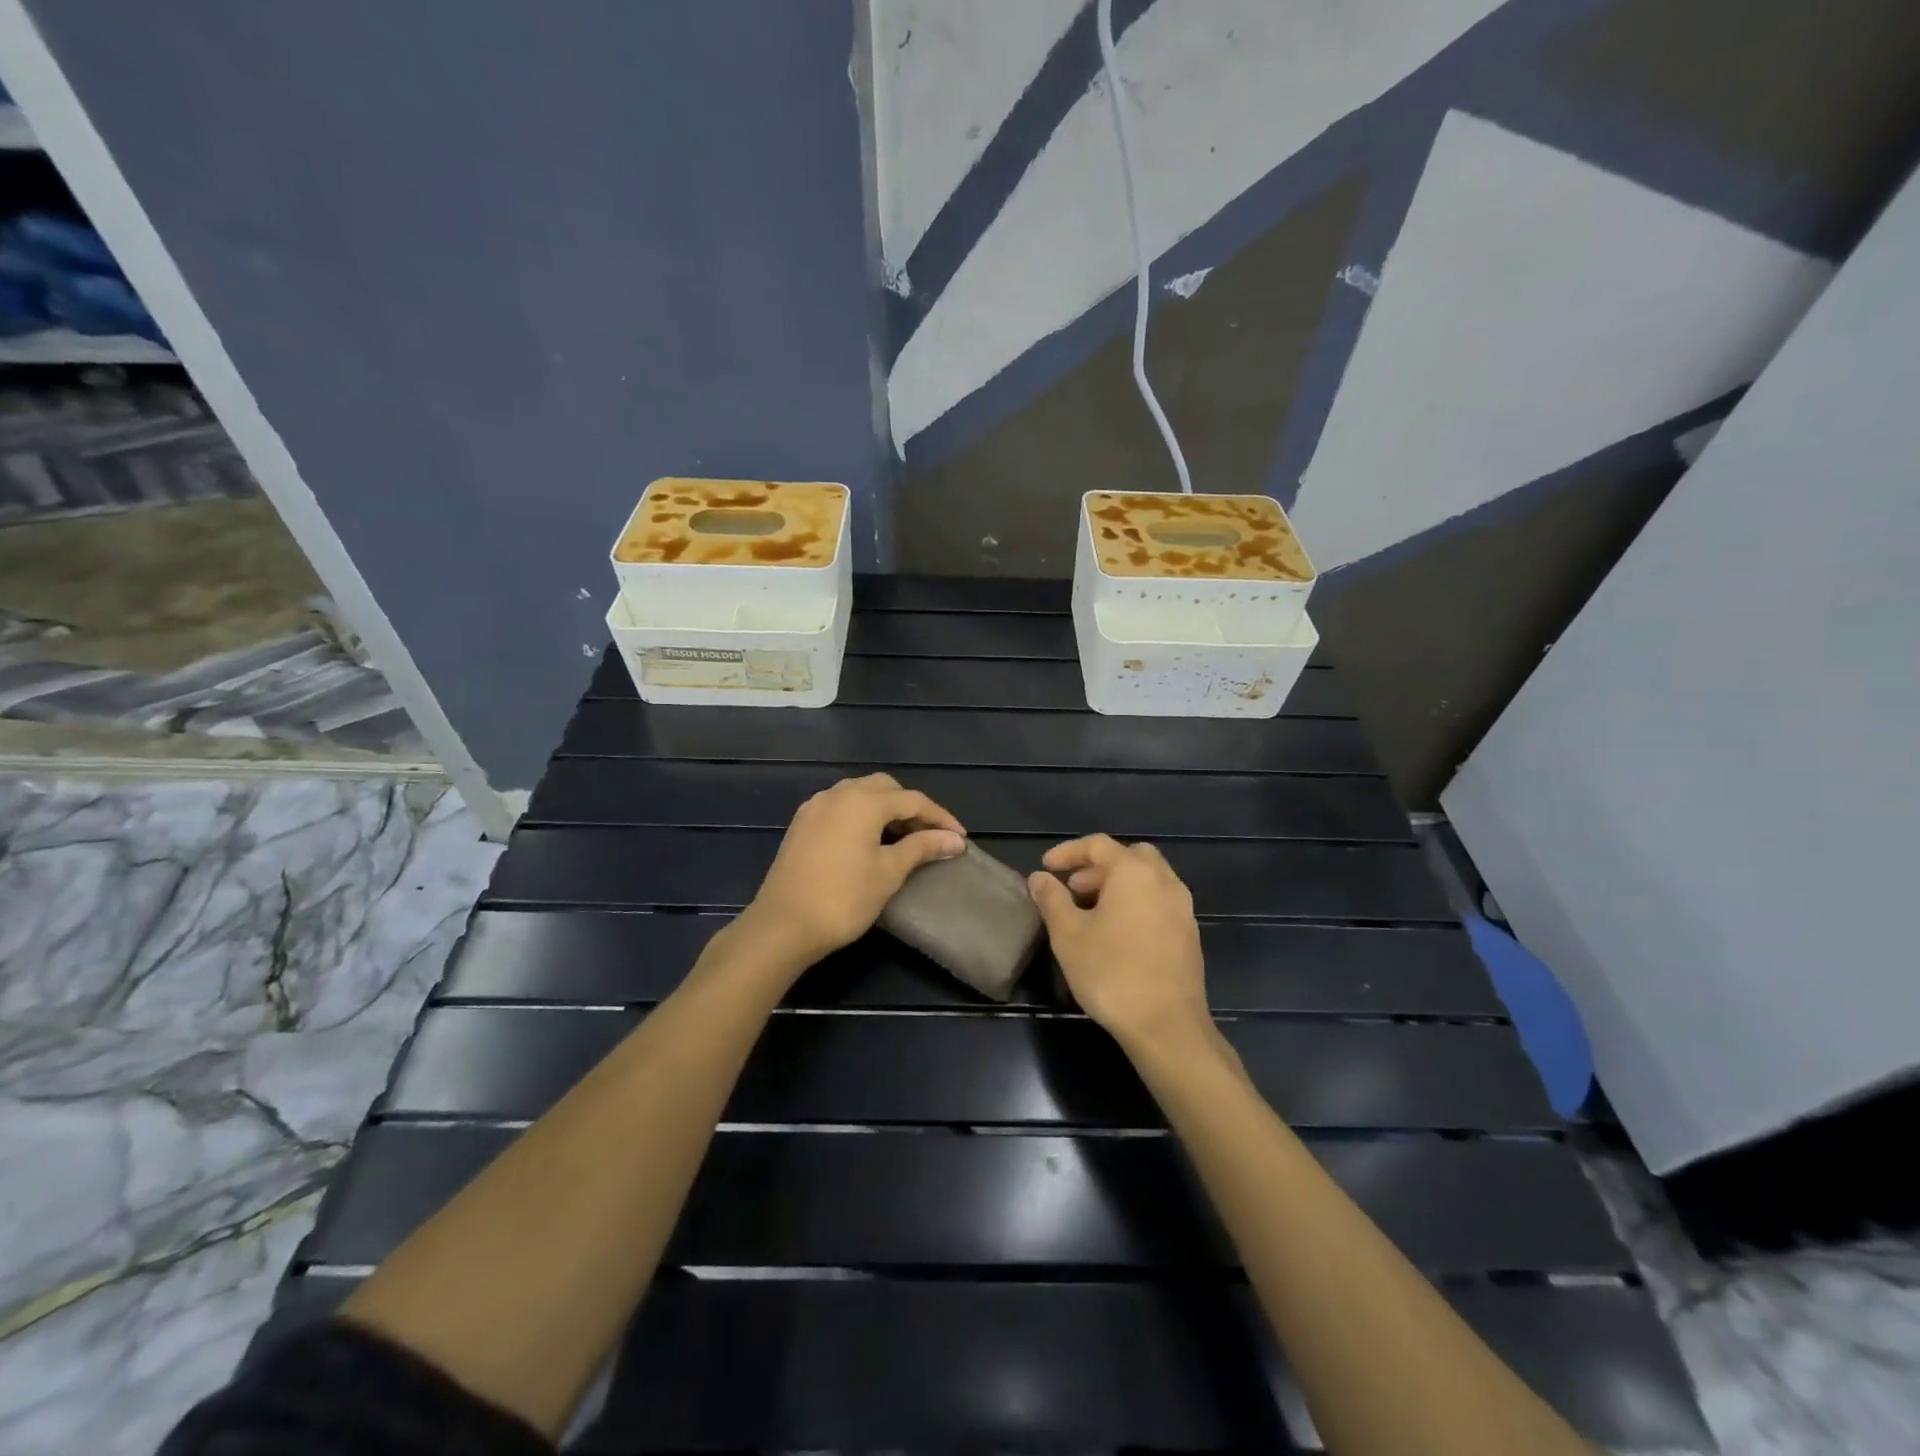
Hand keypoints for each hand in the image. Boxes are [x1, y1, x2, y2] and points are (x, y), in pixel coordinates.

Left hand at [737, 774, 966, 971]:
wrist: (782, 926)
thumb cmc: (843, 899)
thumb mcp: (889, 872)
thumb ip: (922, 848)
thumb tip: (955, 839)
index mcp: (862, 801)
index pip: (913, 800)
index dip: (940, 818)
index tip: (960, 839)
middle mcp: (838, 794)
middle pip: (885, 788)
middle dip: (911, 808)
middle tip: (930, 836)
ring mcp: (816, 807)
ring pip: (860, 794)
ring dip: (886, 809)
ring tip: (904, 838)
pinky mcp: (802, 824)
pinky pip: (841, 807)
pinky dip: (862, 816)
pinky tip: (870, 841)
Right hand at [1029, 835, 1212, 1056]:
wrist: (1167, 1026)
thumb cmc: (1111, 973)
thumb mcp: (1068, 934)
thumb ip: (1052, 899)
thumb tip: (1040, 877)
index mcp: (1134, 872)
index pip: (1098, 845)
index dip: (1068, 852)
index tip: (1046, 868)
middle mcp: (1164, 881)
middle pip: (1129, 856)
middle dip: (1098, 867)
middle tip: (1073, 888)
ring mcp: (1182, 908)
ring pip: (1148, 880)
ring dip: (1117, 886)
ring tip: (1090, 913)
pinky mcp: (1189, 935)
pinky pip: (1159, 902)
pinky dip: (1136, 903)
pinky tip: (1116, 934)